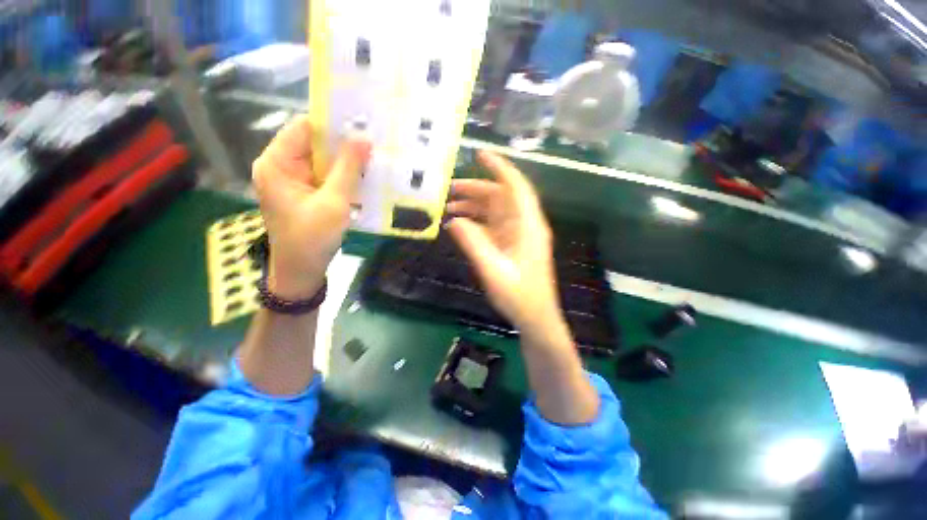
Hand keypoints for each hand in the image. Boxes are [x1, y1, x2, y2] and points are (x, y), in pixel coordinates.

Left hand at [252, 117, 370, 298]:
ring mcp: (293, 181)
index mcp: (277, 163)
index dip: (332, 124)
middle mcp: (281, 166)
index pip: (304, 128)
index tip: (362, 123)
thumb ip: (348, 169)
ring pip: (322, 161)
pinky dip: (343, 175)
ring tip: (373, 157)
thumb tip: (363, 138)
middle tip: (374, 141)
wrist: (301, 271)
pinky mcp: (305, 193)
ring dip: (345, 161)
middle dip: (343, 144)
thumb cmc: (312, 238)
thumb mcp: (333, 202)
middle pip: (314, 144)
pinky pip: (325, 176)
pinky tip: (362, 176)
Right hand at [448, 152, 597, 423]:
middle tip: (448, 189)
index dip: (500, 168)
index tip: (480, 155)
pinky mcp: (511, 245)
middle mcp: (525, 225)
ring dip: (473, 206)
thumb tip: (454, 220)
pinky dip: (476, 222)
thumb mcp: (493, 270)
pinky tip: (459, 225)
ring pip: (495, 211)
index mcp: (528, 226)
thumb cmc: (519, 296)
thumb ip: (473, 244)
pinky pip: (493, 226)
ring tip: (448, 206)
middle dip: (476, 189)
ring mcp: (518, 235)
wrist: (535, 318)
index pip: (516, 187)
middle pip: (501, 197)